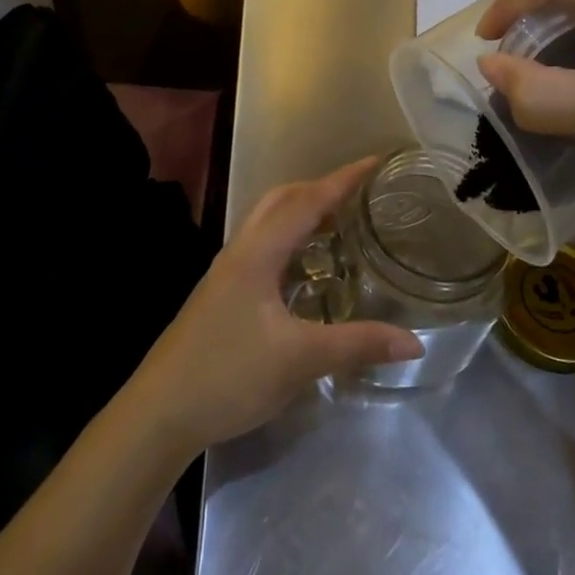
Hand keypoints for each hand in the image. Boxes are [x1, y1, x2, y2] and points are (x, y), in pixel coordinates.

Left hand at [128, 158, 423, 456]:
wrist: (160, 412)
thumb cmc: (229, 375)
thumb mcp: (299, 359)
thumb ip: (357, 344)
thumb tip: (415, 342)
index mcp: (258, 252)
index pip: (307, 201)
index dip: (342, 180)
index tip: (374, 162)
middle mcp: (240, 250)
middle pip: (281, 199)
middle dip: (319, 188)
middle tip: (358, 194)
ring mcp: (226, 271)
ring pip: (267, 221)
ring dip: (301, 211)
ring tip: (338, 223)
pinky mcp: (221, 292)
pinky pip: (261, 245)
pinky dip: (288, 238)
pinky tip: (304, 269)